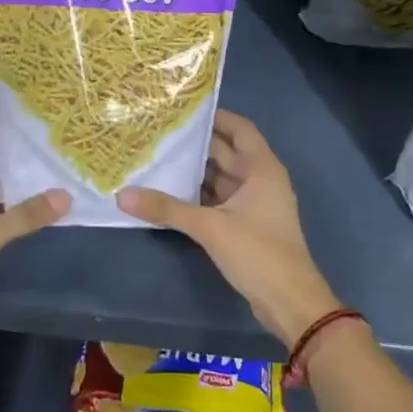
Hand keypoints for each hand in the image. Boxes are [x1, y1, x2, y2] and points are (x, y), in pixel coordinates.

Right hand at [118, 110, 340, 346]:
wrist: (289, 301)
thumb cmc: (257, 252)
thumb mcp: (210, 227)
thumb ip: (167, 209)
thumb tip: (123, 195)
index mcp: (262, 168)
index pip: (239, 129)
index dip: (215, 117)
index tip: (183, 110)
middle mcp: (260, 179)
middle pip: (227, 152)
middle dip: (196, 144)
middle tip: (159, 133)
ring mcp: (254, 204)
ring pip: (221, 178)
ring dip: (195, 171)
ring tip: (158, 158)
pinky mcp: (246, 225)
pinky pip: (219, 199)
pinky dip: (199, 195)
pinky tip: (170, 193)